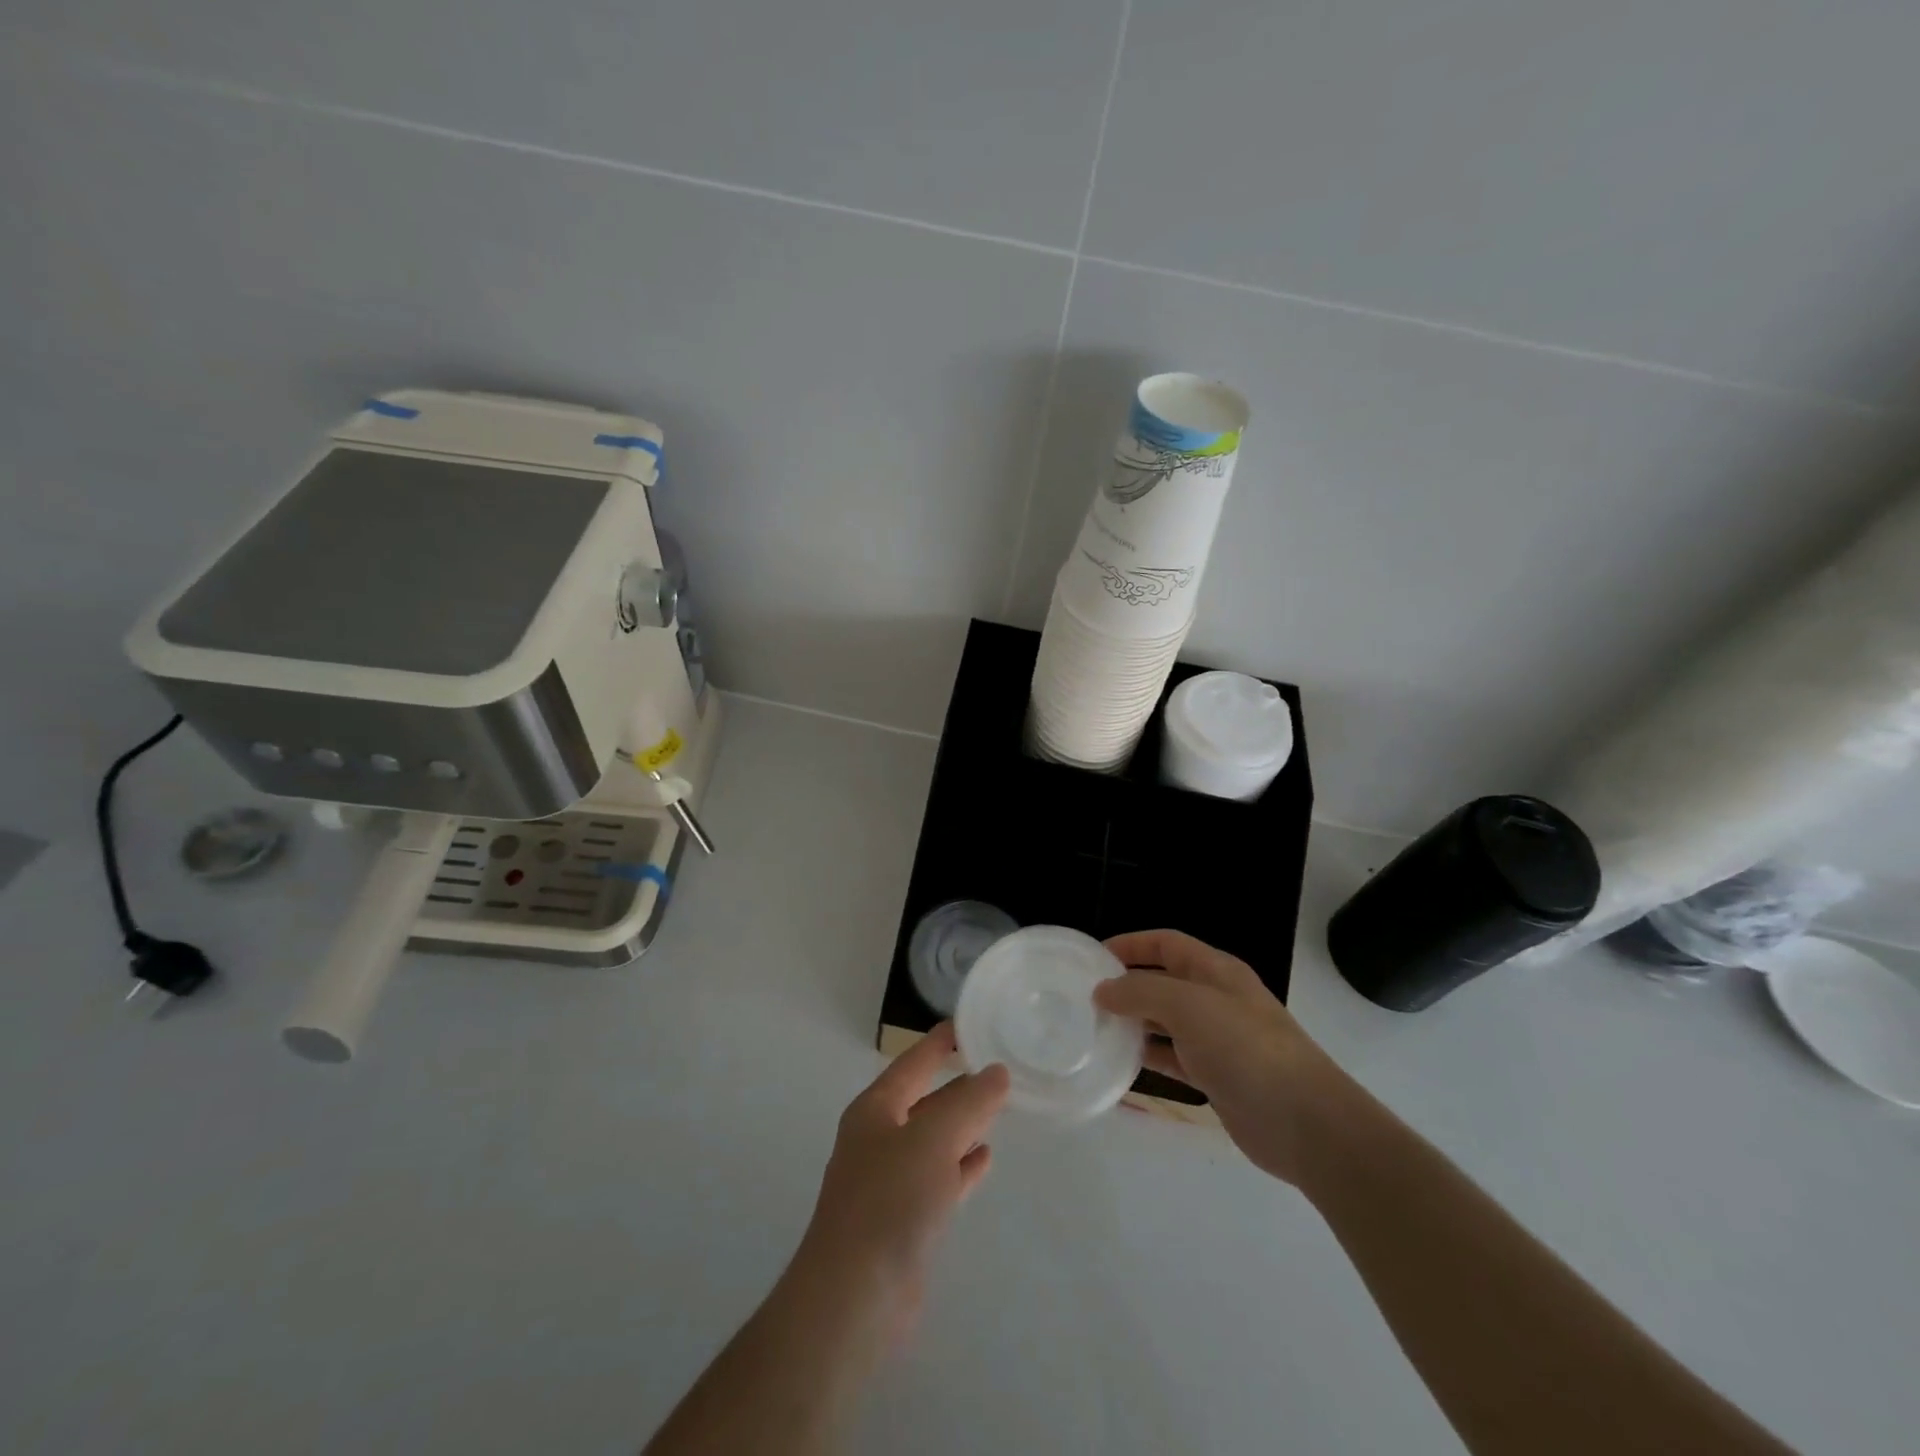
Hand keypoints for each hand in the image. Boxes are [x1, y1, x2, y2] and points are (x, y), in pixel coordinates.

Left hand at [793, 1022, 1009, 1338]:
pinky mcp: (904, 1220)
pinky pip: (939, 1178)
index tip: (969, 1023)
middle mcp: (879, 1138)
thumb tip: (996, 1072)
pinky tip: (986, 1159)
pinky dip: (962, 1166)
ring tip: (998, 1108)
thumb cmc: (889, 1201)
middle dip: (958, 1085)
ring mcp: (890, 1181)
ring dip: (963, 1125)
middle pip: (925, 1100)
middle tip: (999, 1067)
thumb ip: (968, 1103)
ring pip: (934, 1140)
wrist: (854, 1298)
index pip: (913, 1062)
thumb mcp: (933, 1139)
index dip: (939, 1042)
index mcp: (876, 1109)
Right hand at [1096, 929, 1348, 1186]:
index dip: (1131, 944)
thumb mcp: (1189, 1006)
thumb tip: (1103, 990)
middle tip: (1085, 998)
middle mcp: (1216, 999)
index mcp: (1216, 971)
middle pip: (1164, 981)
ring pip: (1166, 1021)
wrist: (1305, 1123)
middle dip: (1127, 985)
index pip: (1166, 943)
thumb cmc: (1246, 1049)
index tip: (1093, 958)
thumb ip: (1142, 992)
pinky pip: (1173, 1059)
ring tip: (1095, 1030)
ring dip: (1134, 1022)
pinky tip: (1119, 1066)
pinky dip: (1148, 1058)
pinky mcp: (1216, 1077)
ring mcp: (1218, 1040)